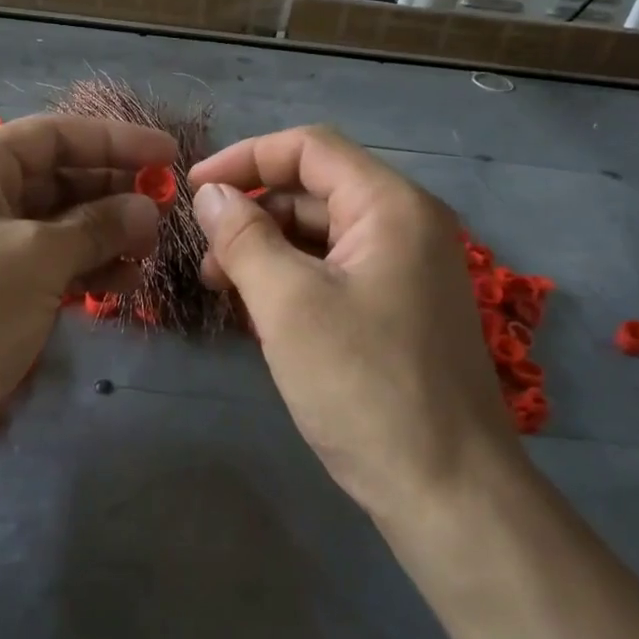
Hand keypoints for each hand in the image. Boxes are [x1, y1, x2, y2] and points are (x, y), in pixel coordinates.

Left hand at [0, 114, 172, 482]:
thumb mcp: (35, 259)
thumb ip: (96, 227)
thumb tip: (146, 208)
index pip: (53, 136)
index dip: (114, 142)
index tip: (168, 155)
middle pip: (57, 180)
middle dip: (112, 193)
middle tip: (165, 211)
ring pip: (56, 227)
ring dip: (104, 235)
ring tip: (149, 252)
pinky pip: (48, 266)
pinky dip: (84, 271)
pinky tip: (122, 283)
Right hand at [188, 125, 520, 524]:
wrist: (446, 490)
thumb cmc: (363, 386)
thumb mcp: (288, 304)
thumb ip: (244, 238)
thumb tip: (209, 194)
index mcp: (391, 207)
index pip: (310, 148)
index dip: (245, 158)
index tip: (191, 190)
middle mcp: (406, 227)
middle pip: (315, 190)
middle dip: (252, 211)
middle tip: (205, 256)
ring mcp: (406, 271)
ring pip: (322, 235)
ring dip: (267, 248)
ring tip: (223, 288)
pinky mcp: (398, 311)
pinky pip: (335, 273)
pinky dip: (292, 279)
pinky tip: (260, 311)